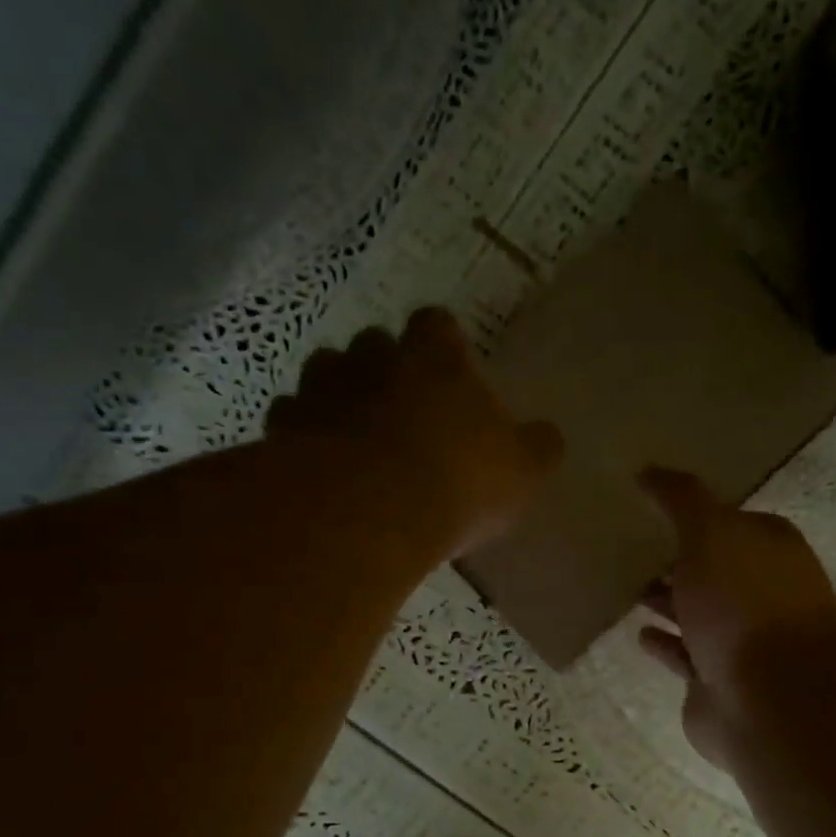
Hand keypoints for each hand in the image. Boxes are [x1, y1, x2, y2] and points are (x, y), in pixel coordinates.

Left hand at [268, 309, 562, 557]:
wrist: (370, 512)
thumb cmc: (459, 482)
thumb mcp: (522, 472)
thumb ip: (538, 448)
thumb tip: (548, 437)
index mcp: (436, 358)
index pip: (437, 324)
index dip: (443, 344)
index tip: (449, 370)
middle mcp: (375, 358)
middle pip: (376, 344)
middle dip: (387, 369)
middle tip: (404, 410)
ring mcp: (323, 388)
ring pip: (327, 373)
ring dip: (341, 396)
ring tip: (358, 436)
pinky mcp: (286, 426)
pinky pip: (294, 418)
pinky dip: (306, 433)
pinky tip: (322, 464)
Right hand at [637, 468, 835, 770]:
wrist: (771, 700)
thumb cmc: (745, 605)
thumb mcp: (712, 533)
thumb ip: (682, 499)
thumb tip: (649, 470)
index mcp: (768, 549)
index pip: (729, 521)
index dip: (693, 513)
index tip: (649, 507)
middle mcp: (759, 592)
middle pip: (712, 569)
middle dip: (676, 559)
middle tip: (627, 547)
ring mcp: (741, 641)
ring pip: (697, 614)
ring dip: (668, 601)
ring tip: (626, 587)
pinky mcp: (718, 682)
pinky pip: (685, 655)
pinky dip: (665, 644)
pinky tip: (639, 634)